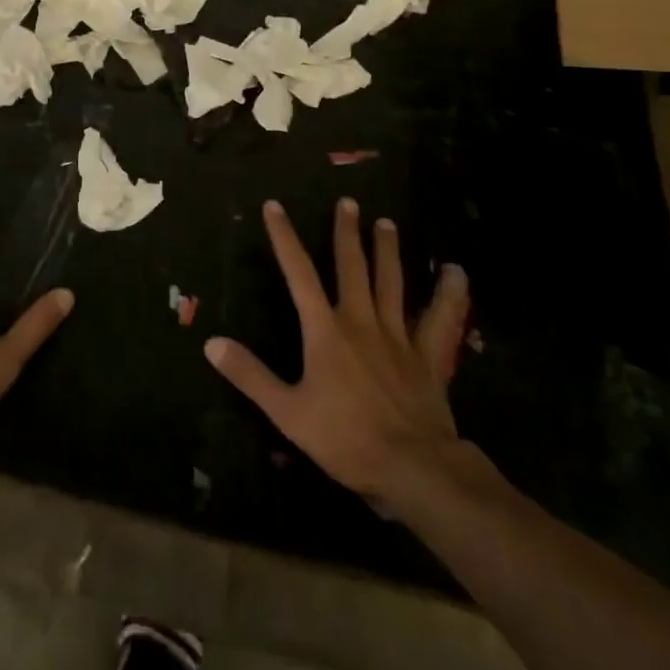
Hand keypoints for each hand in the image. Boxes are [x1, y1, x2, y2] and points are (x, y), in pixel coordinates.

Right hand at [206, 198, 470, 502]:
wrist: (414, 468)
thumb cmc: (345, 439)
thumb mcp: (287, 411)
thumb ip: (250, 375)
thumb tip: (212, 343)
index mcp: (325, 330)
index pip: (298, 273)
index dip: (284, 238)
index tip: (275, 206)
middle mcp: (360, 321)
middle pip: (352, 267)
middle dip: (346, 233)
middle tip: (348, 202)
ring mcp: (398, 336)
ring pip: (392, 283)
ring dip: (387, 251)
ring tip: (387, 222)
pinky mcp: (427, 358)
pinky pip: (440, 320)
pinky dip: (450, 295)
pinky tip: (457, 272)